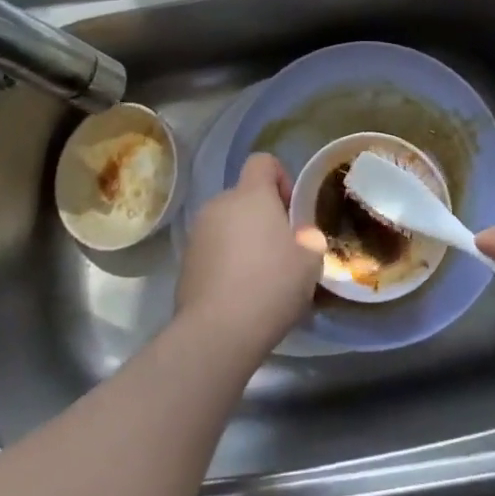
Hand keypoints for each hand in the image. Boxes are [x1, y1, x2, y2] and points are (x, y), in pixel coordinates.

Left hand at [177, 154, 326, 360]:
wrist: (216, 333)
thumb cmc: (271, 285)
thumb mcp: (309, 261)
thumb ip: (309, 238)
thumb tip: (301, 236)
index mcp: (250, 195)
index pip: (262, 162)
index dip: (281, 178)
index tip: (291, 211)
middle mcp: (219, 205)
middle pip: (244, 197)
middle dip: (262, 217)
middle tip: (281, 250)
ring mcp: (197, 234)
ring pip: (227, 225)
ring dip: (243, 240)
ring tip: (260, 277)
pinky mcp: (184, 263)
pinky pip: (213, 251)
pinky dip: (226, 263)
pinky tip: (239, 294)